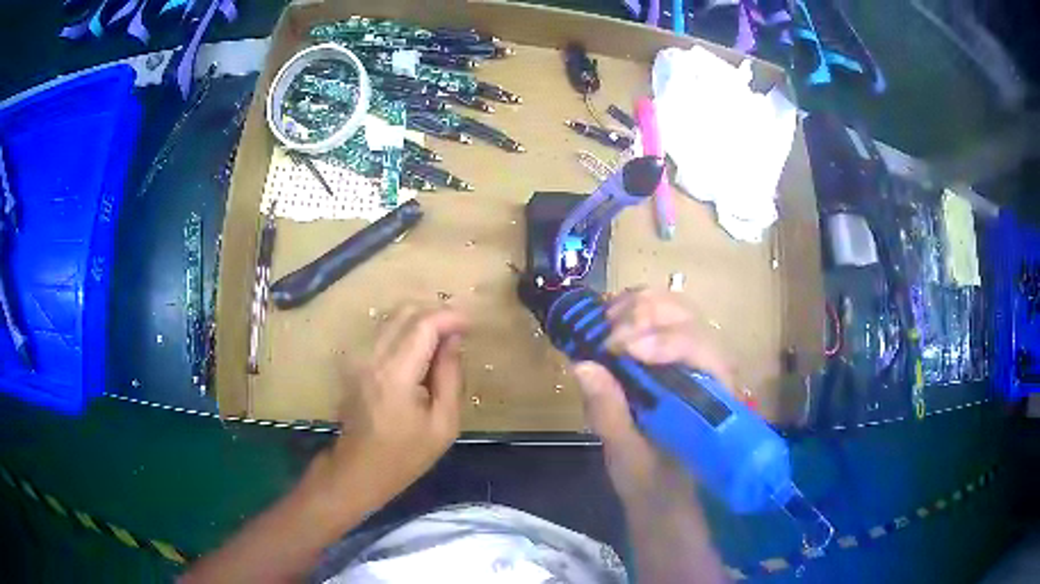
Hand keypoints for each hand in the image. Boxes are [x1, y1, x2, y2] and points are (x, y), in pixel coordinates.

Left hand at [327, 304, 468, 506]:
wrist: (358, 470)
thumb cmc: (405, 455)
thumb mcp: (443, 424)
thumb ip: (450, 377)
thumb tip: (454, 340)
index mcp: (395, 374)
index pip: (424, 325)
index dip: (450, 317)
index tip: (471, 325)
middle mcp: (372, 356)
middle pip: (405, 312)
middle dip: (436, 314)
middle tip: (460, 331)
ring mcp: (358, 357)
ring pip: (392, 318)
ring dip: (420, 321)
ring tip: (443, 340)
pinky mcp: (354, 362)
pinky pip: (383, 332)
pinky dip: (405, 331)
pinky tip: (420, 352)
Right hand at [573, 289, 735, 505]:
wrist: (665, 495)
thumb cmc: (653, 484)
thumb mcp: (627, 457)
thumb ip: (610, 413)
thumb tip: (583, 364)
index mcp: (713, 399)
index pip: (701, 351)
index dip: (664, 341)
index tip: (618, 348)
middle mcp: (712, 370)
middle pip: (689, 319)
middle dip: (645, 317)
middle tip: (606, 335)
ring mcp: (696, 359)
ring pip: (677, 310)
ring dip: (638, 309)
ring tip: (604, 327)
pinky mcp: (678, 357)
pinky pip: (663, 317)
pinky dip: (635, 311)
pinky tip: (610, 323)